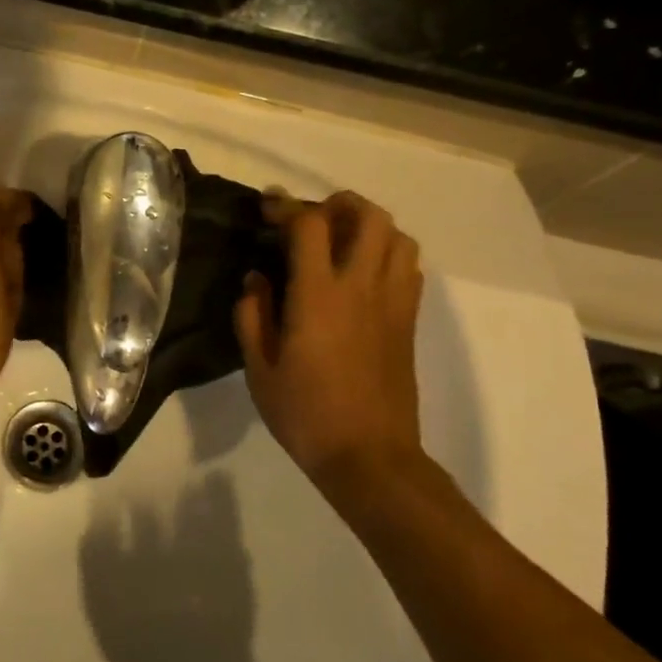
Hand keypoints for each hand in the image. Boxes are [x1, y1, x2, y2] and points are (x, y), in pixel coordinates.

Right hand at [233, 192, 424, 494]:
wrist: (370, 457)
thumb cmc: (305, 414)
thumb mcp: (259, 368)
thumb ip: (253, 315)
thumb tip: (256, 279)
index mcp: (319, 296)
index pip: (310, 225)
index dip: (287, 206)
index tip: (267, 208)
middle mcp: (362, 287)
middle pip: (369, 216)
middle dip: (338, 204)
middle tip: (311, 218)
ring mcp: (393, 303)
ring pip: (398, 236)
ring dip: (368, 226)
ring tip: (341, 241)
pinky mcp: (409, 321)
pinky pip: (409, 267)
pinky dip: (388, 253)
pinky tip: (363, 273)